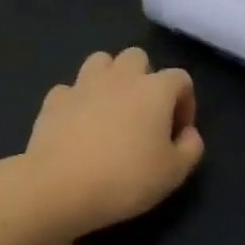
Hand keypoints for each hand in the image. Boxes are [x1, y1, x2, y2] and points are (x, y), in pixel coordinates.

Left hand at [24, 48, 204, 234]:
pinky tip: (77, 124)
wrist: (60, 186)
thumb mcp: (174, 173)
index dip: (185, 102)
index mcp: (155, 90)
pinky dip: (77, 101)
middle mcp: (120, 77)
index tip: (177, 132)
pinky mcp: (54, 99)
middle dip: (144, 78)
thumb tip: (188, 133)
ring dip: (109, 78)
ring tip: (110, 109)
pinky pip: (70, 89)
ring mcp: (83, 84)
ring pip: (101, 61)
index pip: (181, 78)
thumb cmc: (125, 179)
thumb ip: (191, 148)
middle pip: (137, 57)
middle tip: (143, 113)